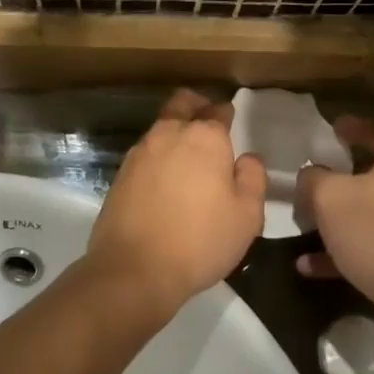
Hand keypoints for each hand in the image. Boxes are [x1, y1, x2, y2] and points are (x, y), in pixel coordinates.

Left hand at [85, 90, 266, 314]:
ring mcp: (140, 152)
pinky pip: (146, 153)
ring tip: (188, 158)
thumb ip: (253, 178)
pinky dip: (158, 157)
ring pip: (161, 128)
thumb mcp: (247, 215)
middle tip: (208, 123)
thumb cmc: (200, 240)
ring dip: (175, 133)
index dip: (227, 114)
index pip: (218, 110)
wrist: (134, 268)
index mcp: (205, 137)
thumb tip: (247, 157)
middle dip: (196, 106)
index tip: (232, 121)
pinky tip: (166, 180)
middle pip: (182, 104)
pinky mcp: (120, 173)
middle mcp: (169, 134)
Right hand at [295, 118, 373, 339]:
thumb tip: (312, 175)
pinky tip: (313, 267)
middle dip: (347, 181)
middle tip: (322, 179)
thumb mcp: (328, 196)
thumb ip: (314, 178)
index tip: (335, 126)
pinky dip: (349, 253)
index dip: (355, 129)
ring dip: (342, 224)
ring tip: (309, 230)